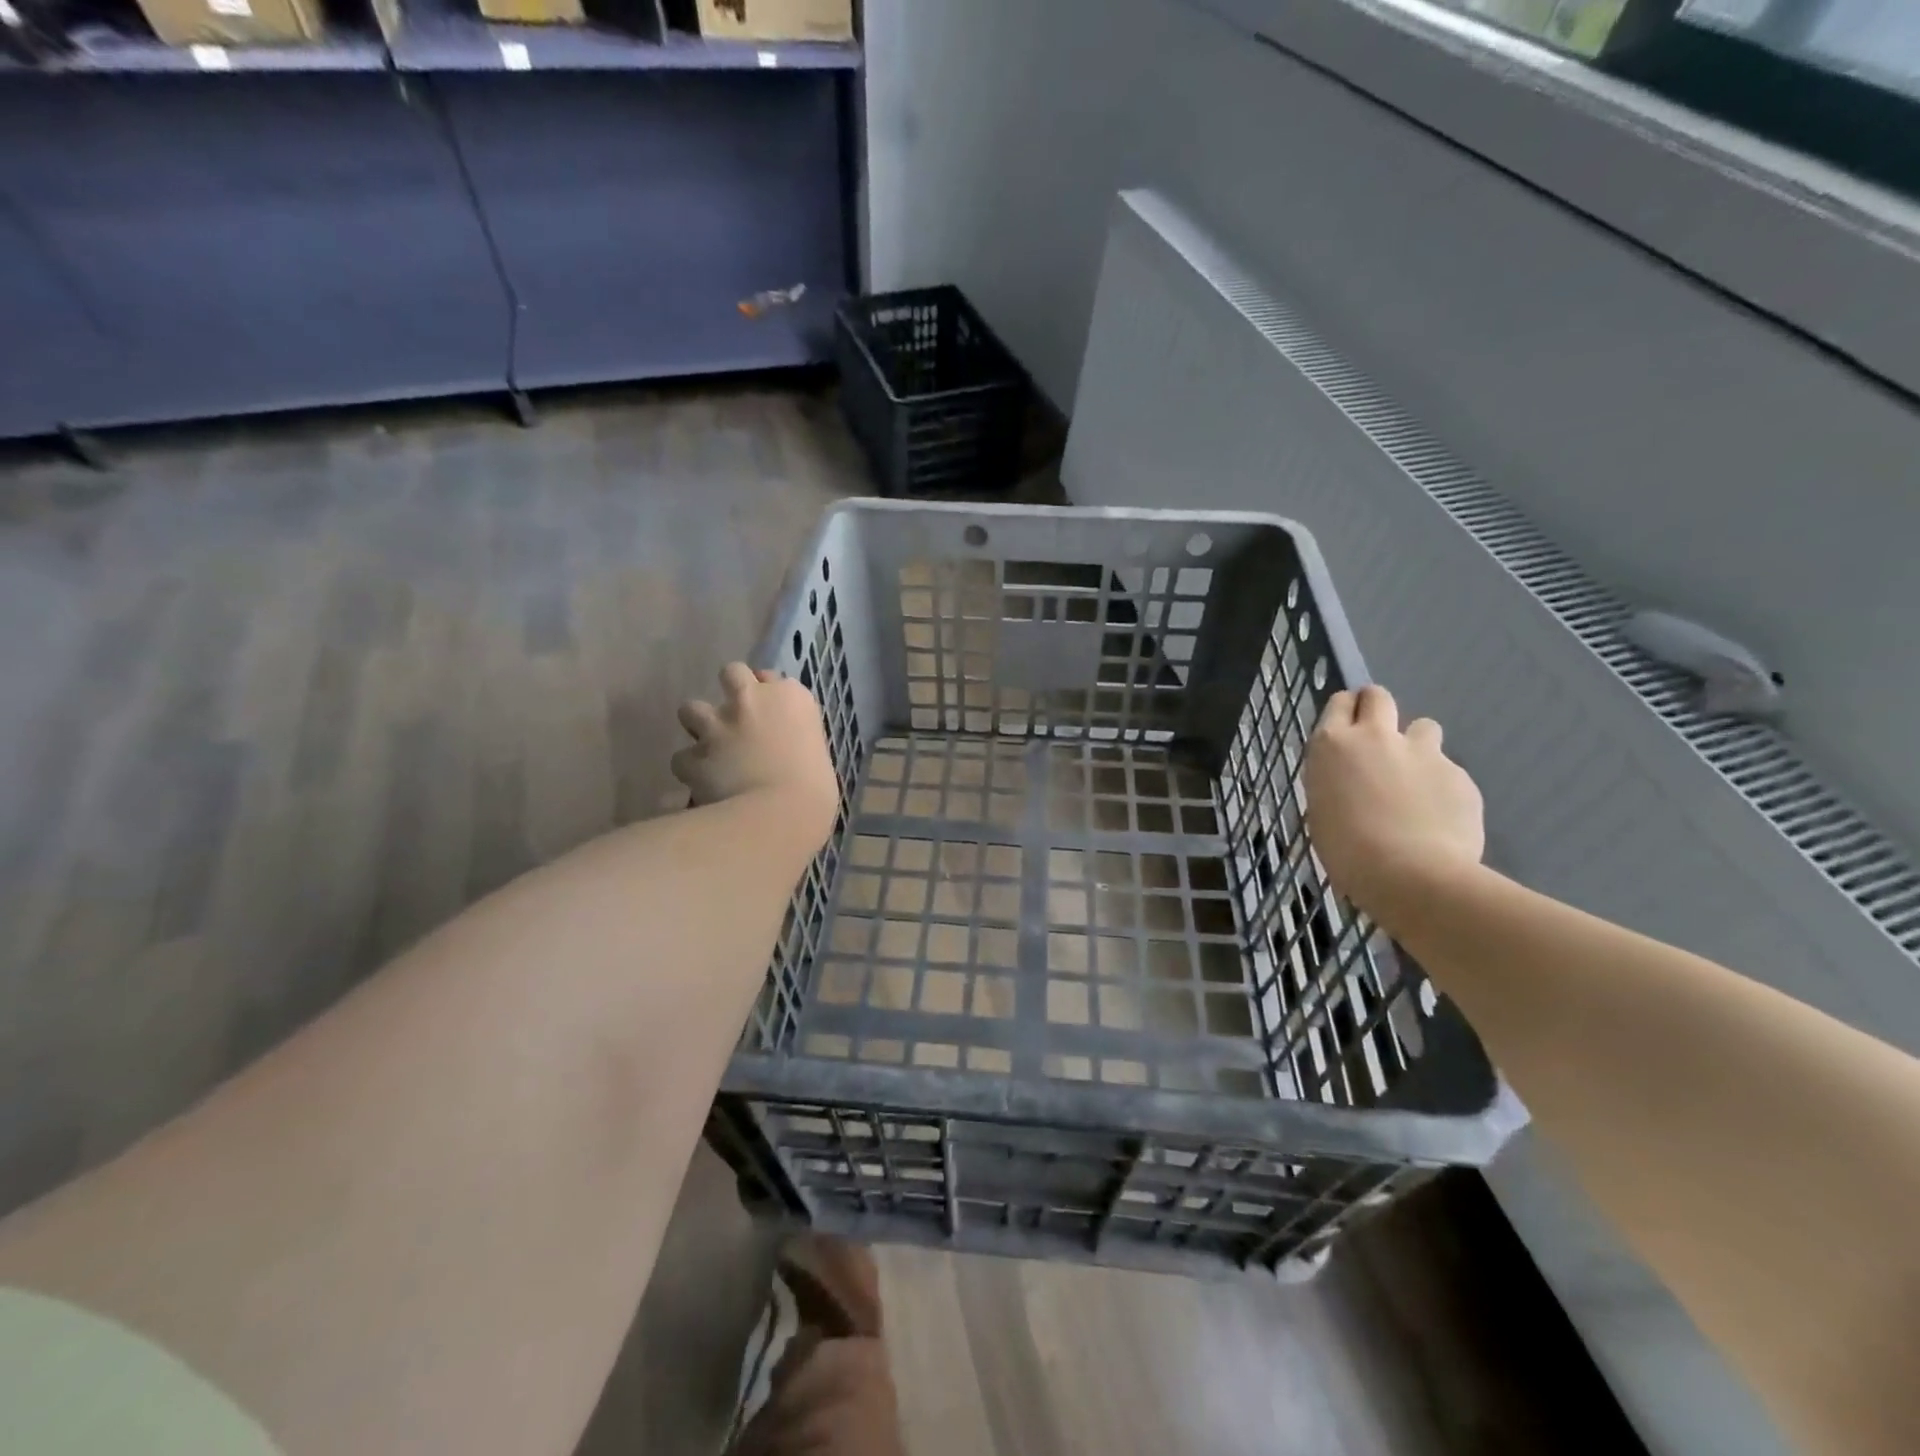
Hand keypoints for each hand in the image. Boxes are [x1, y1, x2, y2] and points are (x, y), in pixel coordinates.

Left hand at [671, 664, 838, 851]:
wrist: (782, 815)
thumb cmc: (816, 790)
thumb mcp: (818, 756)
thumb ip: (796, 741)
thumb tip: (785, 752)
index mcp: (791, 698)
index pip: (773, 678)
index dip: (768, 696)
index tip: (771, 715)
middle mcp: (752, 700)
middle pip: (732, 673)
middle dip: (730, 692)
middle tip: (737, 718)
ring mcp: (718, 725)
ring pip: (691, 709)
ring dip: (699, 726)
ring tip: (710, 748)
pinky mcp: (694, 754)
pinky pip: (682, 758)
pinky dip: (689, 769)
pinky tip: (699, 783)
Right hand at [1303, 685, 1484, 926]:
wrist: (1410, 875)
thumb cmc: (1346, 850)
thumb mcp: (1323, 810)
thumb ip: (1338, 782)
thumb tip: (1354, 781)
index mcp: (1332, 746)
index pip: (1339, 704)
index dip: (1345, 713)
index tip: (1347, 730)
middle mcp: (1375, 737)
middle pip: (1379, 697)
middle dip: (1378, 709)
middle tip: (1378, 740)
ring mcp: (1422, 752)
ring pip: (1423, 728)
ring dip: (1417, 746)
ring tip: (1415, 782)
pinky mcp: (1459, 774)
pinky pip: (1448, 771)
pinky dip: (1442, 787)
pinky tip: (1438, 818)